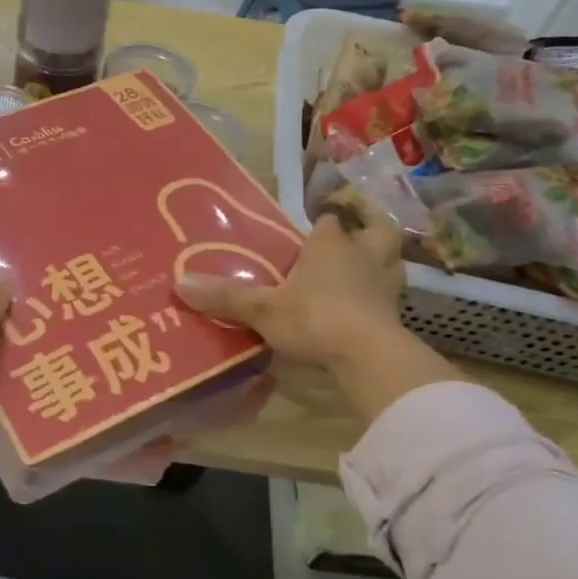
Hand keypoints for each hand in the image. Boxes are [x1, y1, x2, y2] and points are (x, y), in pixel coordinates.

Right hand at [176, 192, 459, 420]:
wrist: (368, 356)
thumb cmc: (314, 318)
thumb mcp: (262, 309)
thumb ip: (226, 297)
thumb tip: (180, 284)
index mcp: (330, 245)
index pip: (328, 222)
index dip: (320, 225)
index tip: (308, 234)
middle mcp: (363, 256)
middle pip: (375, 231)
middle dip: (366, 231)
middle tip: (352, 240)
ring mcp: (385, 285)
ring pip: (391, 261)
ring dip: (380, 263)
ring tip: (363, 273)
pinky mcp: (397, 315)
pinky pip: (391, 298)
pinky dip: (381, 299)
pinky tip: (366, 309)